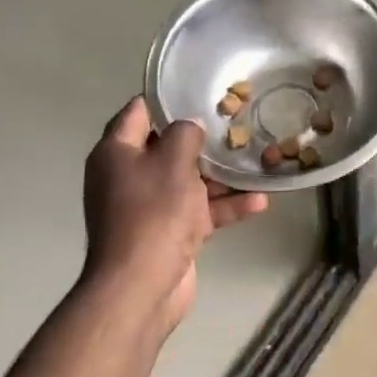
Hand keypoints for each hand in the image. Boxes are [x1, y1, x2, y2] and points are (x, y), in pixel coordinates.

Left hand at [82, 98, 267, 335]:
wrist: (141, 287)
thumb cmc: (153, 213)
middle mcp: (128, 176)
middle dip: (203, 139)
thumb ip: (185, 134)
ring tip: (257, 160)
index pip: (138, 112)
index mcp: (117, 153)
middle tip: (237, 122)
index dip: (166, 99)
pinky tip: (259, 201)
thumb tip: (190, 126)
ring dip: (222, 175)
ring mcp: (149, 207)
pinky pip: (200, 211)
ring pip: (189, 181)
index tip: (199, 89)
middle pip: (168, 147)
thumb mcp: (173, 161)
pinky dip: (225, 206)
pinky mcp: (169, 233)